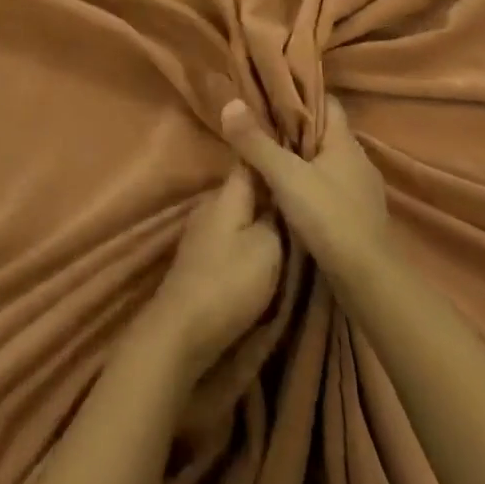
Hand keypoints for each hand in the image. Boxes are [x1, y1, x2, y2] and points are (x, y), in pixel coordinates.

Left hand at [140, 167, 281, 377]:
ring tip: (290, 221)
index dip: (270, 153)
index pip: (249, 160)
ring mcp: (202, 233)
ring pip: (238, 214)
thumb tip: (279, 199)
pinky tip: (266, 250)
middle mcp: (210, 206)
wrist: (183, 330)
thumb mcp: (268, 247)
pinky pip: (231, 237)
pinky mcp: (201, 259)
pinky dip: (248, 238)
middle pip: (244, 189)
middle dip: (269, 190)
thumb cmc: (230, 282)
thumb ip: (276, 218)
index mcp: (226, 195)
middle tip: (302, 193)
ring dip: (259, 217)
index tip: (296, 154)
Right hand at [221, 98, 390, 286]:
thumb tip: (230, 104)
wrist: (368, 279)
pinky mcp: (360, 217)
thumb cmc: (329, 216)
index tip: (273, 94)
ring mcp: (362, 190)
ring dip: (304, 161)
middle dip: (297, 129)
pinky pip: (332, 188)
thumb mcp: (285, 176)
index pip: (327, 103)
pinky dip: (313, 186)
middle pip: (325, 133)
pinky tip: (293, 196)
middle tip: (263, 126)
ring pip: (328, 163)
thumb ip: (256, 142)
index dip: (302, 96)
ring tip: (272, 159)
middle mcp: (359, 160)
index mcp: (345, 142)